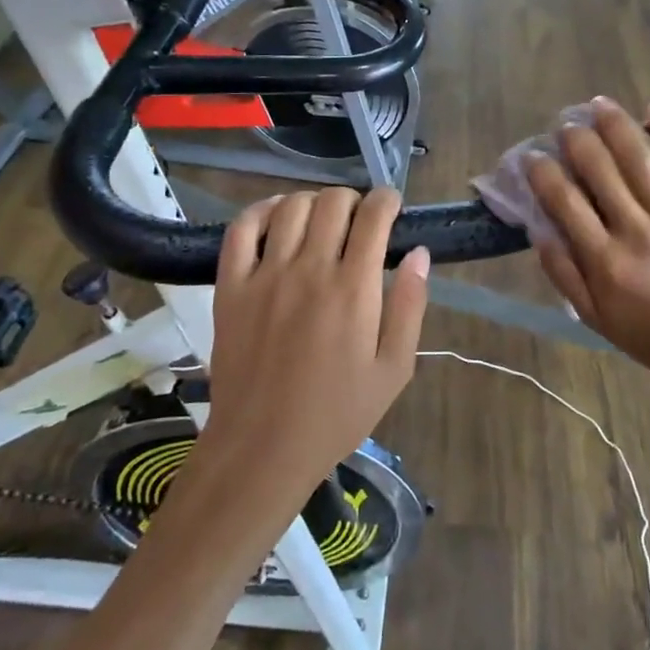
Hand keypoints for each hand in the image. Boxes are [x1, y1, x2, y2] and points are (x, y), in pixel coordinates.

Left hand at [195, 188, 429, 506]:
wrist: (262, 449)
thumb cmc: (337, 414)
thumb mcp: (394, 370)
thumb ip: (410, 307)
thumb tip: (419, 253)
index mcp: (353, 289)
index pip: (373, 216)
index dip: (388, 200)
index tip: (392, 207)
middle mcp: (309, 270)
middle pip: (333, 202)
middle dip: (355, 200)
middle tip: (360, 221)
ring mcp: (264, 276)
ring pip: (291, 206)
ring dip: (314, 202)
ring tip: (323, 220)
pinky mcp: (230, 287)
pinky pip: (241, 229)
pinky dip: (262, 210)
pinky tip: (277, 216)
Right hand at [526, 98, 649, 390]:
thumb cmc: (648, 334)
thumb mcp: (593, 316)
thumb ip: (563, 274)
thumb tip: (538, 230)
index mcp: (604, 260)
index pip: (564, 202)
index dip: (542, 173)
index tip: (532, 157)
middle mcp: (637, 231)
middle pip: (600, 170)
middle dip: (577, 140)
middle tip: (565, 126)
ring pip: (641, 160)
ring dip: (616, 126)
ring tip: (598, 104)